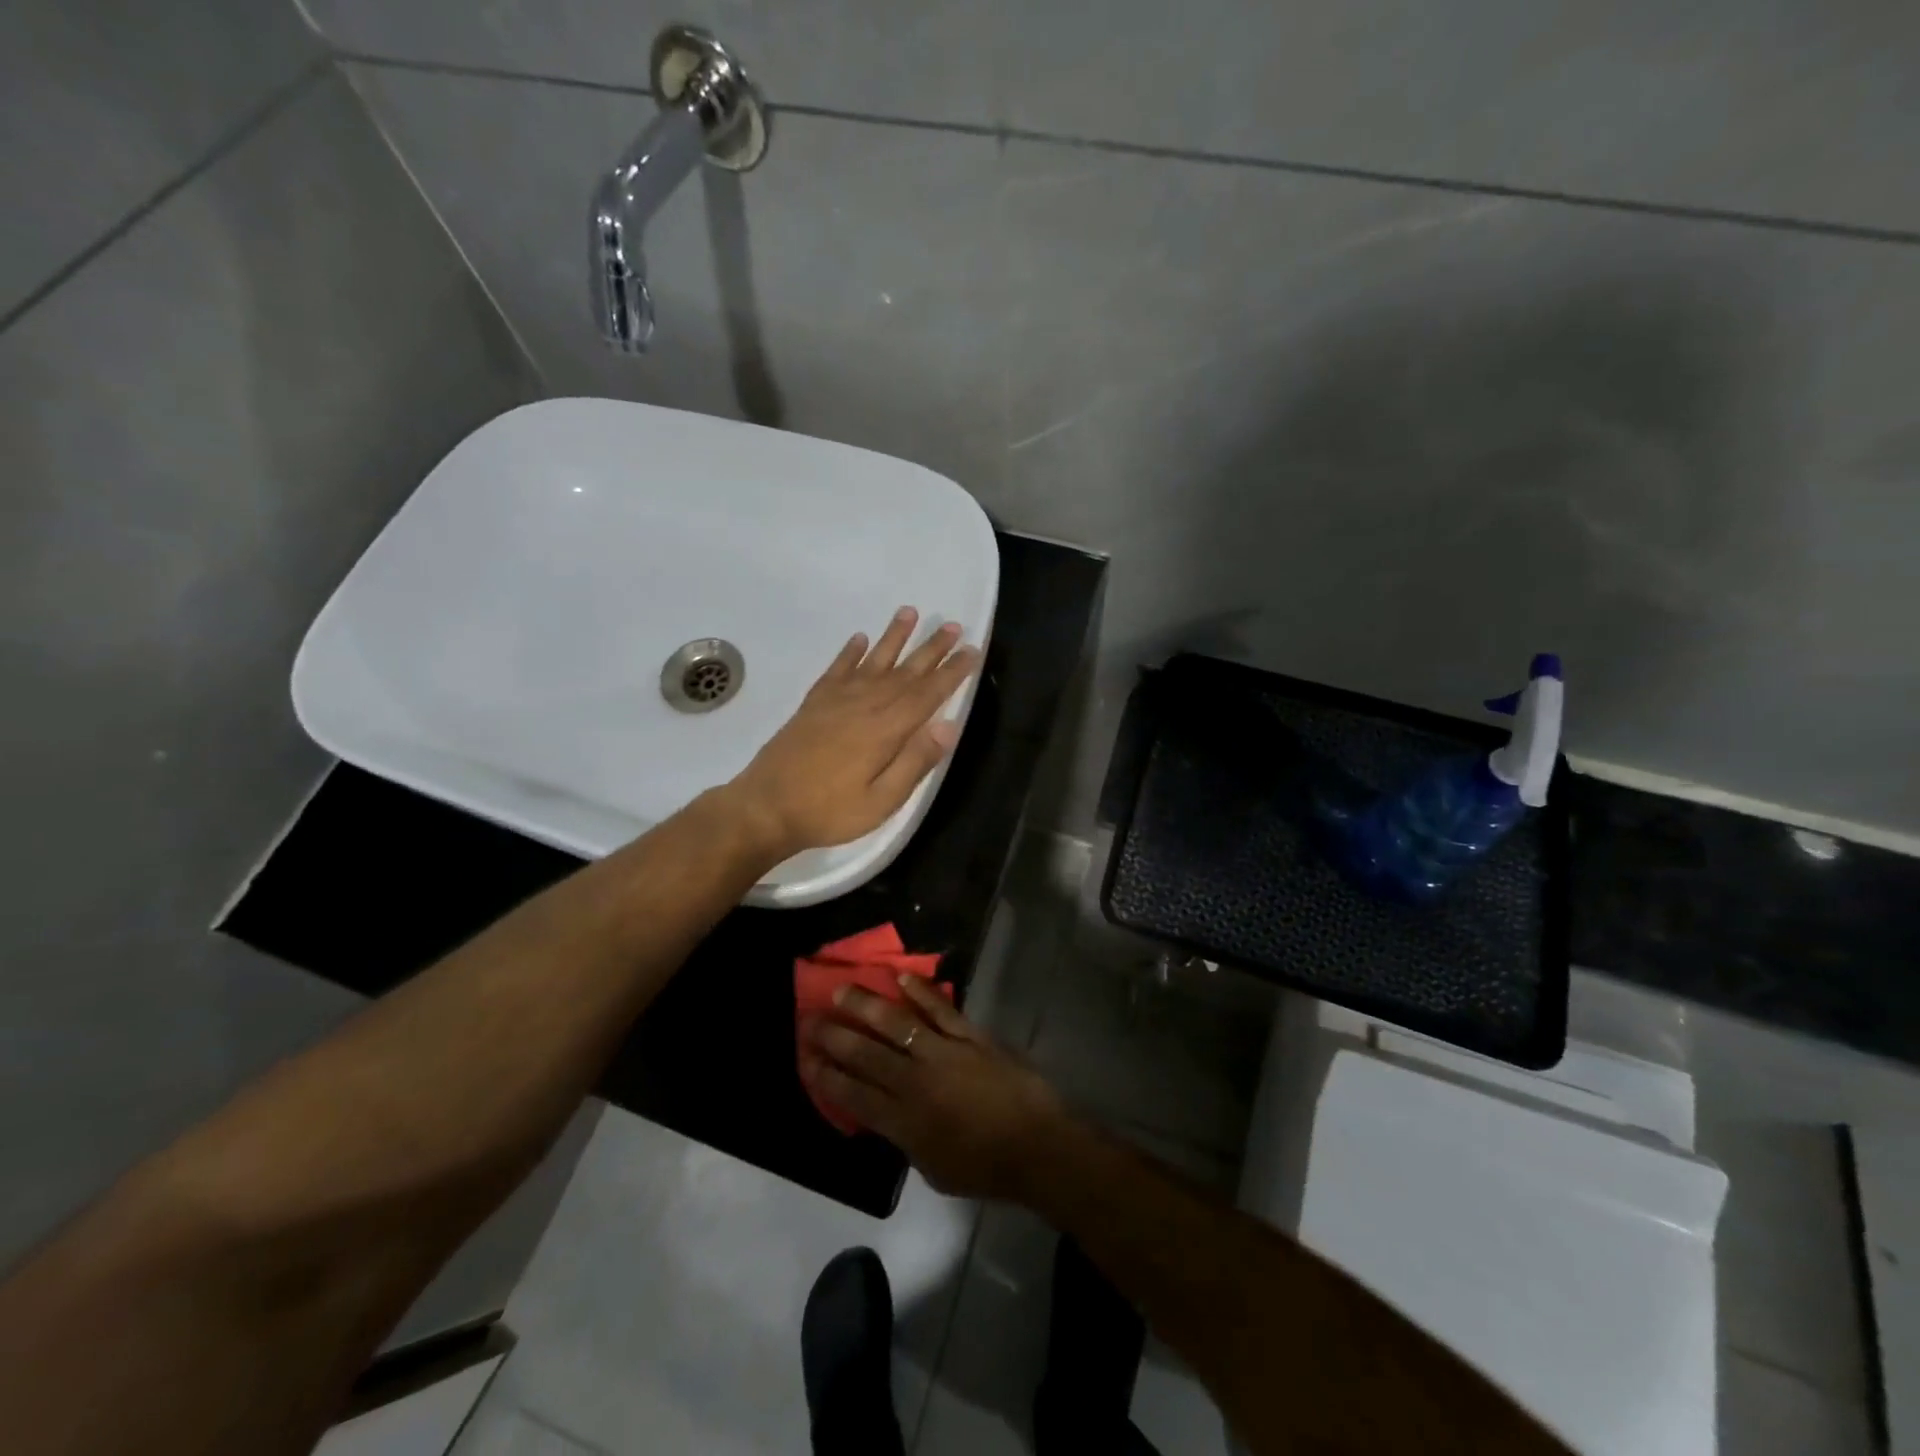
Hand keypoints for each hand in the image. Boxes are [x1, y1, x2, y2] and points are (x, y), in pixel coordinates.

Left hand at [725, 607, 979, 859]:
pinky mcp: (813, 705)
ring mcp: (835, 701)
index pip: (927, 694)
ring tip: (910, 612)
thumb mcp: (881, 801)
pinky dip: (849, 652)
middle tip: (953, 626)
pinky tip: (859, 639)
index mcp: (885, 730)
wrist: (766, 807)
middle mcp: (863, 705)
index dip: (952, 673)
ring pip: (872, 661)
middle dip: (931, 649)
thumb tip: (948, 726)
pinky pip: (836, 670)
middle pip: (905, 671)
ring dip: (893, 637)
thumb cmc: (829, 811)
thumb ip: (914, 762)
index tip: (972, 651)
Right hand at [799, 977, 1071, 1201]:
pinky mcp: (970, 1036)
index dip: (826, 1076)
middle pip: (866, 1054)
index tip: (806, 1057)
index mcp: (904, 1122)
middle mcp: (916, 1082)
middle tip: (811, 1018)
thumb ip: (905, 1137)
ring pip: (896, 1023)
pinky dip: (920, 992)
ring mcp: (944, 1053)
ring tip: (843, 989)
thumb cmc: (985, 1168)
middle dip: (834, 1036)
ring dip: (866, 1005)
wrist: (1037, 1146)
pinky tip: (900, 977)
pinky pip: (940, 1009)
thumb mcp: (932, 1168)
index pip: (853, 1095)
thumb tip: (886, 1112)